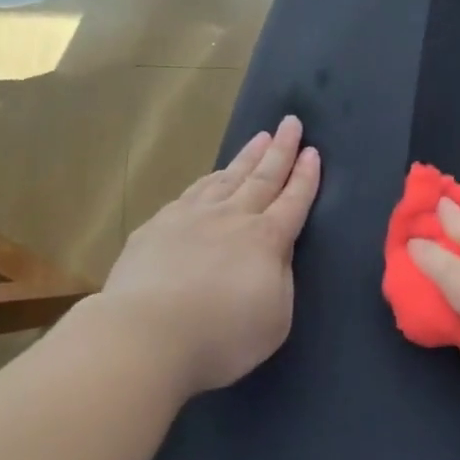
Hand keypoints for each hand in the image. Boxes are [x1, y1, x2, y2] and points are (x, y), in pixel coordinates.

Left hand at [103, 115, 320, 395]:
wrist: (146, 334)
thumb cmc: (220, 337)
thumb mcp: (274, 318)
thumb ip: (280, 279)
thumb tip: (275, 253)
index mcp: (266, 240)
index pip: (293, 201)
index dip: (305, 176)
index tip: (313, 151)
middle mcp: (232, 218)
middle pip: (262, 177)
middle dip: (281, 149)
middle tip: (291, 123)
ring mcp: (192, 216)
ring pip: (227, 177)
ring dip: (247, 157)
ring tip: (260, 137)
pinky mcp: (159, 225)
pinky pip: (193, 192)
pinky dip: (209, 179)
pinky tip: (212, 175)